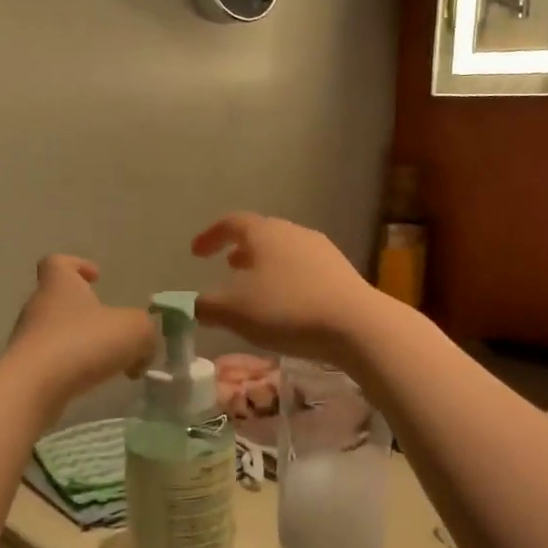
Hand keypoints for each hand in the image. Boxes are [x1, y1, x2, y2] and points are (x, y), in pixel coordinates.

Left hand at [8, 256, 155, 405]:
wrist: (33, 387)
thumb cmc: (83, 342)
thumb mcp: (135, 330)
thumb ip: (146, 332)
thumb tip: (142, 350)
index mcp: (60, 285)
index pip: (58, 262)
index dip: (77, 265)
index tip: (96, 277)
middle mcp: (38, 307)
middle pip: (61, 300)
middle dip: (88, 313)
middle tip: (115, 331)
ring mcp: (28, 339)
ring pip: (57, 333)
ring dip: (82, 343)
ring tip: (109, 362)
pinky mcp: (24, 370)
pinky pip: (52, 362)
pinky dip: (72, 368)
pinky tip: (91, 382)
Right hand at [191, 213, 391, 363]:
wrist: (355, 324)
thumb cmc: (287, 310)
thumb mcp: (235, 312)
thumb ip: (206, 306)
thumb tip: (191, 305)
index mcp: (264, 233)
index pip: (231, 222)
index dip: (210, 236)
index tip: (196, 253)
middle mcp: (293, 232)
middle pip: (262, 233)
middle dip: (241, 249)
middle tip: (227, 265)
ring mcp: (322, 250)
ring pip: (285, 251)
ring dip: (265, 264)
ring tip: (255, 285)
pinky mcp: (341, 272)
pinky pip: (304, 269)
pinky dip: (287, 278)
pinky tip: (287, 302)